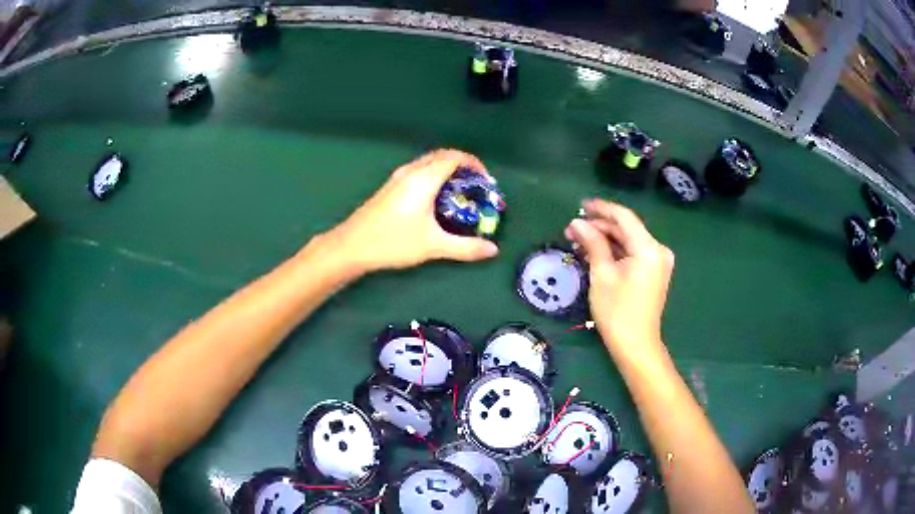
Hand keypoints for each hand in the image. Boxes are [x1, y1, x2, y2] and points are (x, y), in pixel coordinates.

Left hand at [326, 149, 499, 272]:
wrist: (351, 246)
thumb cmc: (393, 242)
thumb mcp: (433, 246)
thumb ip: (465, 247)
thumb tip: (493, 250)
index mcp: (424, 178)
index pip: (455, 157)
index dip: (474, 164)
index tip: (486, 180)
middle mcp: (411, 171)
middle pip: (442, 155)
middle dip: (463, 165)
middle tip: (476, 185)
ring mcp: (398, 177)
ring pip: (428, 162)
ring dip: (447, 169)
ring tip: (459, 191)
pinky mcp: (390, 186)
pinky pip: (418, 170)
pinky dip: (434, 175)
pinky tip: (435, 199)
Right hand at [564, 199, 674, 351]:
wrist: (636, 345)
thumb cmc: (617, 311)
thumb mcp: (601, 274)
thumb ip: (592, 242)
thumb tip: (577, 223)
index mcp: (649, 248)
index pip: (624, 217)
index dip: (601, 208)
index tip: (580, 205)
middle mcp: (658, 250)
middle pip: (626, 228)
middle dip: (599, 227)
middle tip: (571, 230)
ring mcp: (658, 261)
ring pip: (628, 241)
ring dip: (604, 239)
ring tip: (578, 242)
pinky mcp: (653, 272)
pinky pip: (632, 253)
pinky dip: (614, 251)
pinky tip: (594, 253)